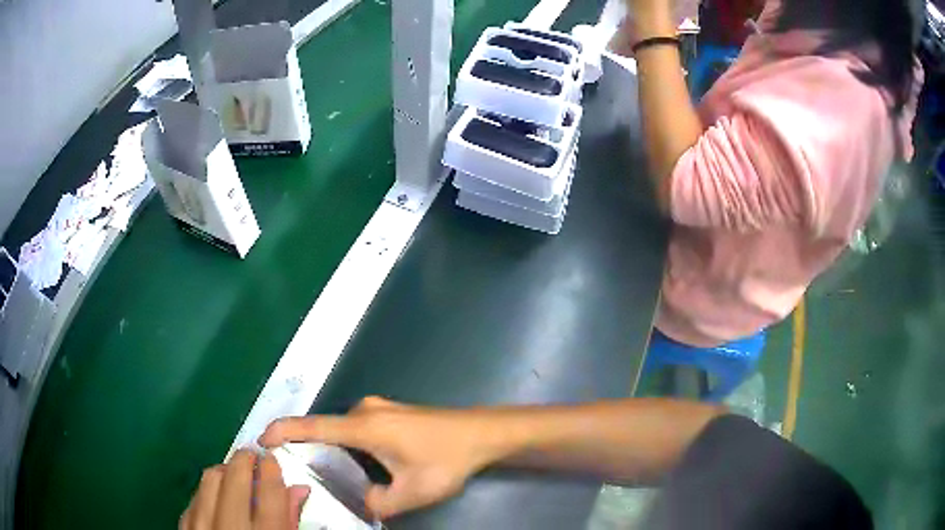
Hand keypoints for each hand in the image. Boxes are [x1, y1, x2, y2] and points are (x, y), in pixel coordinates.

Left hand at [180, 450, 310, 529]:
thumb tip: (298, 489)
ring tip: (234, 474)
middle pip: (234, 478)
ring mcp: (203, 529)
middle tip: (253, 456)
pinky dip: (206, 491)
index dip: (271, 469)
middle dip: (245, 460)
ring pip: (209, 481)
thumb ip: (290, 520)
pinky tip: (216, 497)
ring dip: (224, 471)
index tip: (271, 458)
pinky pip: (194, 499)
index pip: (269, 493)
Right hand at [260, 397, 503, 519]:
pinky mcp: (389, 413)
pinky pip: (356, 428)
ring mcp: (378, 409)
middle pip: (325, 429)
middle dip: (307, 448)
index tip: (262, 439)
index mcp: (364, 426)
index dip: (283, 431)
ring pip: (342, 430)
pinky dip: (346, 444)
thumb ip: (378, 503)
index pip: (312, 426)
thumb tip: (363, 502)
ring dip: (330, 448)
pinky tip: (356, 464)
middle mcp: (365, 411)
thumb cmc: (446, 459)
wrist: (482, 433)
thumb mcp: (412, 492)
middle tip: (299, 472)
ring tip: (328, 474)